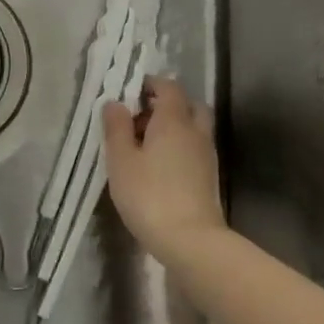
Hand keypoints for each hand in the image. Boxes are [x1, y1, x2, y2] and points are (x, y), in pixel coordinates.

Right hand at [102, 76, 224, 260]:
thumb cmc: (149, 195)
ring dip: (174, 126)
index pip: (169, 87)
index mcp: (173, 119)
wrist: (191, 240)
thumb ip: (116, 128)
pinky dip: (180, 146)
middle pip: (188, 104)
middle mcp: (195, 130)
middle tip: (140, 116)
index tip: (131, 91)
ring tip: (146, 143)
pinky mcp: (209, 176)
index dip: (151, 84)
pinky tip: (160, 165)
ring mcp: (206, 154)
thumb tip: (114, 103)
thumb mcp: (121, 160)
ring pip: (194, 127)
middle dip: (167, 103)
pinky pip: (195, 147)